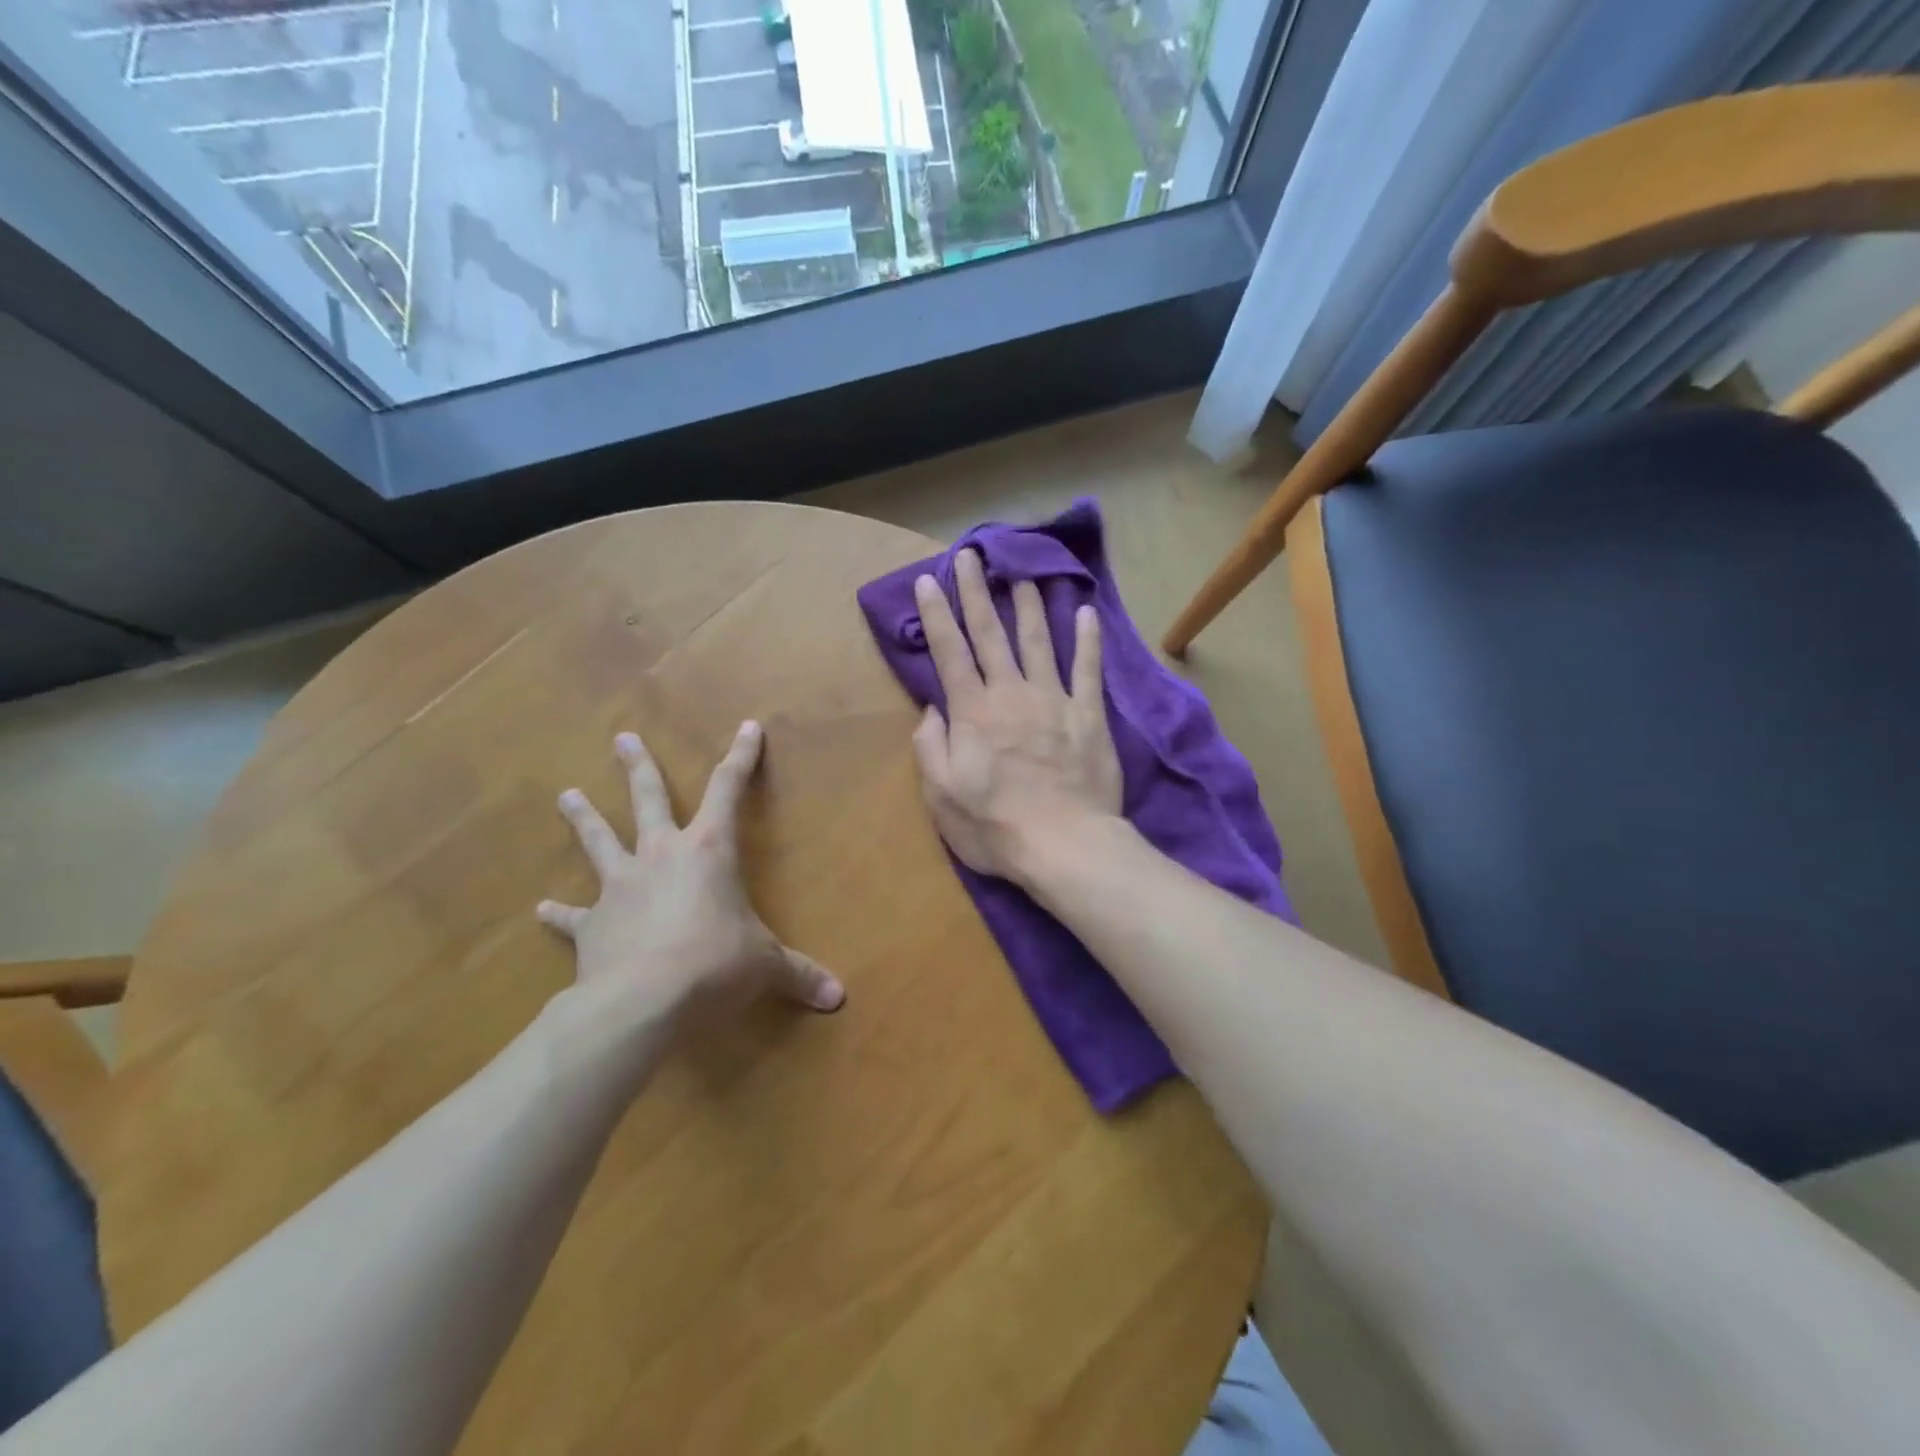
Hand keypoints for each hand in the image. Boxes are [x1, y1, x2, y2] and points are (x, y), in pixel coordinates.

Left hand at [537, 724, 844, 1022]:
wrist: (642, 999)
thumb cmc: (715, 964)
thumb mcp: (766, 965)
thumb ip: (799, 974)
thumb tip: (839, 997)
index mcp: (708, 850)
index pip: (729, 789)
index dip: (741, 757)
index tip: (747, 727)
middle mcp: (661, 854)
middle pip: (648, 798)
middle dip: (639, 767)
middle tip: (622, 738)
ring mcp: (620, 885)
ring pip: (599, 840)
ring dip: (584, 818)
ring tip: (565, 794)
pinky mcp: (592, 923)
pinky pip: (572, 914)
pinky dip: (558, 913)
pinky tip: (540, 909)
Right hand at [911, 549, 1122, 882]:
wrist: (1065, 845)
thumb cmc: (995, 827)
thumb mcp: (941, 796)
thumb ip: (930, 747)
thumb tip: (931, 710)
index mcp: (972, 712)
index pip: (949, 652)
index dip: (937, 614)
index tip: (928, 580)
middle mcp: (1011, 694)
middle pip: (990, 634)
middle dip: (976, 592)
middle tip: (971, 555)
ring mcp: (1053, 700)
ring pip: (1038, 641)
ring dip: (1028, 605)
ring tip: (1023, 575)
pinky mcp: (1088, 715)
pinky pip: (1087, 669)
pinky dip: (1088, 639)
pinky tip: (1086, 612)